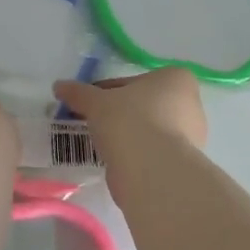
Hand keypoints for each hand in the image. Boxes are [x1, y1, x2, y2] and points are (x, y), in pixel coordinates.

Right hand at [53, 70, 206, 204]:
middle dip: (118, 113)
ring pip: (147, 129)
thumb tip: (59, 86)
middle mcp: (190, 104)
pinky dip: (133, 153)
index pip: (133, 81)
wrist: (151, 170)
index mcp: (176, 79)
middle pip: (142, 105)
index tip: (89, 104)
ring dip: (125, 134)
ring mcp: (190, 136)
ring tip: (99, 143)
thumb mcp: (96, 102)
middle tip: (92, 122)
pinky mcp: (181, 162)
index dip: (106, 91)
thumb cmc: (129, 121)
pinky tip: (114, 159)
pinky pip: (151, 151)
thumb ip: (79, 93)